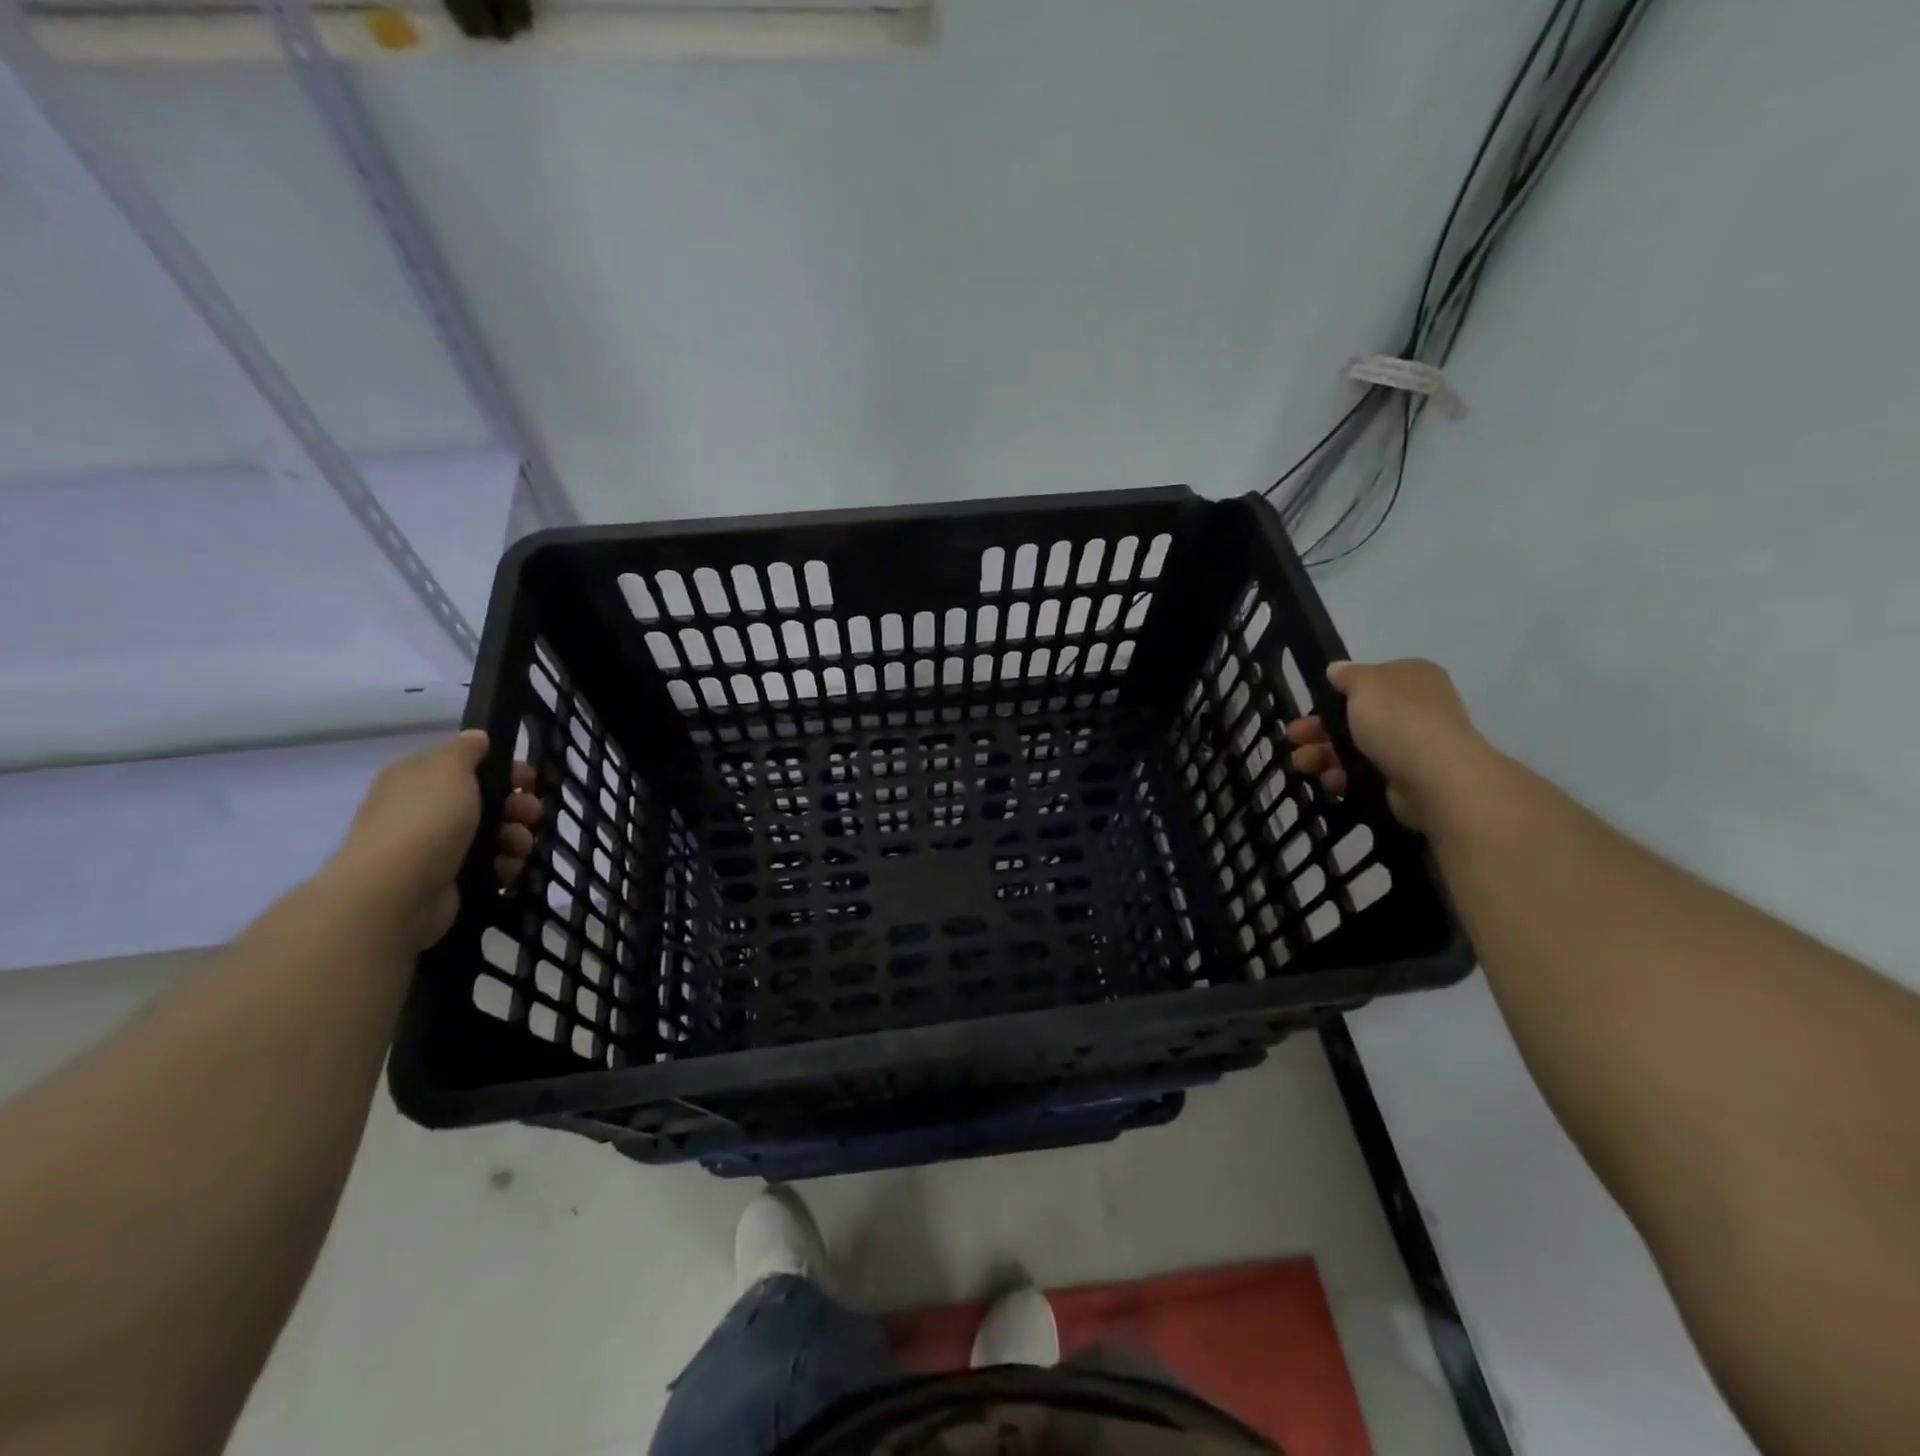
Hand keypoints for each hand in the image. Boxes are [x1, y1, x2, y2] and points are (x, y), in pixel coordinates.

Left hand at [325, 731, 543, 950]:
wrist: (397, 891)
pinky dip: (503, 865)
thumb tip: (476, 737)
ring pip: (495, 834)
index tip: (529, 779)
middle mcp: (424, 810)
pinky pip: (490, 865)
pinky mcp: (450, 879)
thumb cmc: (425, 820)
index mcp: (417, 779)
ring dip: (515, 838)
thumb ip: (466, 750)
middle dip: (517, 806)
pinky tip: (504, 868)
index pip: (467, 766)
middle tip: (529, 814)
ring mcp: (436, 847)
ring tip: (515, 847)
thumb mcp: (449, 769)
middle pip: (487, 801)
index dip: (503, 770)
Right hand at [1285, 658, 1496, 832]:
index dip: (1336, 694)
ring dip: (1324, 754)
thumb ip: (1347, 675)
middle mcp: (1417, 708)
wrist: (1435, 777)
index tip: (1309, 708)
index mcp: (1412, 677)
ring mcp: (1413, 745)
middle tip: (1293, 738)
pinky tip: (1329, 781)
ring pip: (1357, 747)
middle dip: (1320, 729)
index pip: (1369, 681)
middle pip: (1357, 716)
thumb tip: (1336, 669)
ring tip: (1301, 765)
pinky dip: (1345, 777)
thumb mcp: (1365, 684)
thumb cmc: (1397, 720)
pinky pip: (1367, 774)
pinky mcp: (1407, 779)